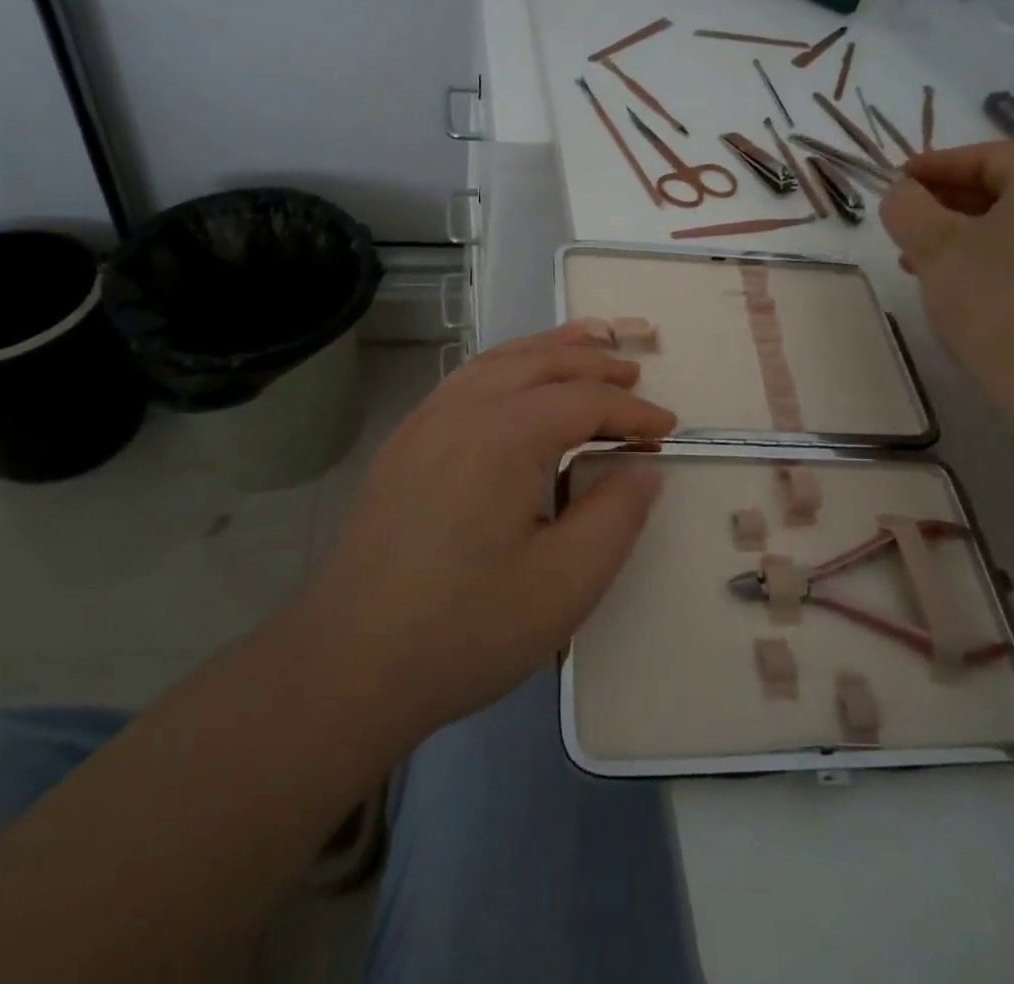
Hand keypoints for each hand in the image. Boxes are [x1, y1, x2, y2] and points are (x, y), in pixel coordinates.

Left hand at [297, 323, 676, 744]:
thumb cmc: (465, 630)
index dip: (632, 410)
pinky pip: (466, 381)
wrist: (347, 667)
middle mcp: (461, 410)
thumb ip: (616, 516)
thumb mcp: (565, 585)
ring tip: (586, 345)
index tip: (667, 430)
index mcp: (503, 436)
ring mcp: (424, 422)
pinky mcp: (404, 444)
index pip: (583, 401)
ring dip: (547, 350)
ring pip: (497, 361)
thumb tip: (643, 468)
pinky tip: (517, 383)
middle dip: (592, 363)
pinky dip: (506, 366)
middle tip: (634, 375)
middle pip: (539, 362)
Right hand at [880, 141, 1013, 416]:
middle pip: (1002, 189)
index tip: (898, 180)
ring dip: (958, 234)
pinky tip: (952, 286)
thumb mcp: (934, 245)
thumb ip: (908, 206)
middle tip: (904, 220)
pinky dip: (983, 259)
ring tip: (916, 260)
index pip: (990, 155)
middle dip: (944, 202)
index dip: (939, 162)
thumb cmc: (992, 299)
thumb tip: (901, 193)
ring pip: (1010, 227)